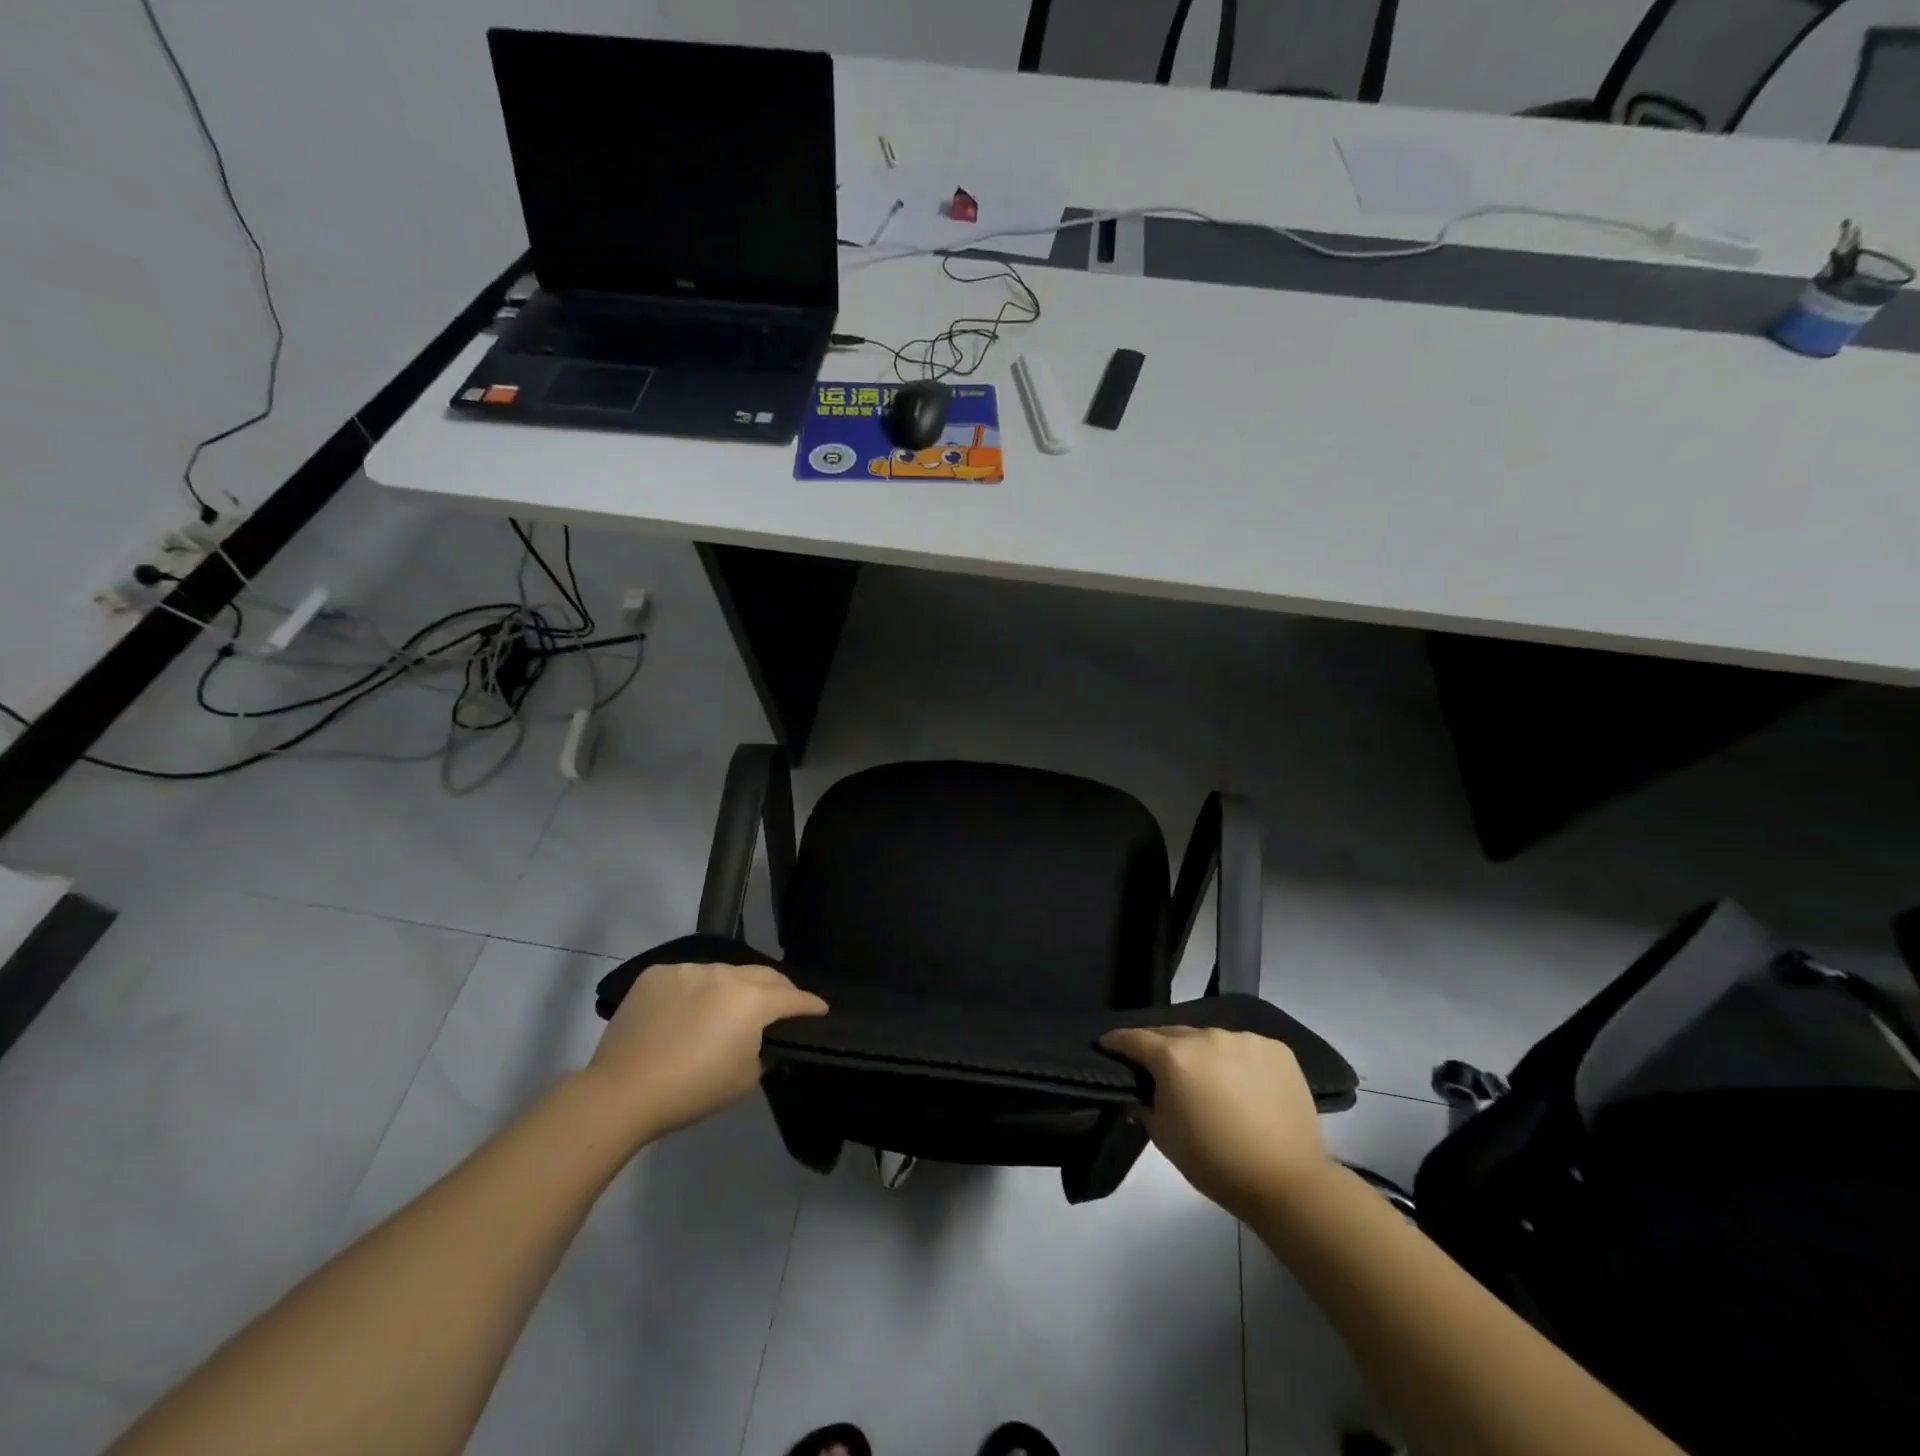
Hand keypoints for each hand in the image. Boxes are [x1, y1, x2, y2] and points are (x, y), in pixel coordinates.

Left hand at [585, 962, 826, 1144]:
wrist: (623, 1091)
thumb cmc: (692, 1090)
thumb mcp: (745, 1079)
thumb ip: (764, 1051)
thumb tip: (761, 1039)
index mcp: (752, 1000)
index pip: (793, 997)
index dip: (810, 1004)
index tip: (821, 1009)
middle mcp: (725, 974)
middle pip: (763, 975)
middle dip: (778, 988)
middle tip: (782, 1004)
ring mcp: (689, 970)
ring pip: (723, 973)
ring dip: (733, 988)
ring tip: (726, 1009)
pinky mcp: (657, 974)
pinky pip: (688, 977)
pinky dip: (695, 990)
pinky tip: (685, 1012)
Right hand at [1098, 1027, 1331, 1220]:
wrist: (1287, 1182)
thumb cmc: (1215, 1163)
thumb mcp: (1164, 1137)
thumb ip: (1145, 1104)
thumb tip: (1141, 1090)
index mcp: (1174, 1056)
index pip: (1134, 1038)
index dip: (1117, 1042)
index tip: (1108, 1045)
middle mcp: (1207, 1036)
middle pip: (1173, 1034)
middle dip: (1161, 1048)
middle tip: (1158, 1067)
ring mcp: (1244, 1039)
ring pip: (1211, 1040)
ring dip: (1203, 1054)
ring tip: (1209, 1079)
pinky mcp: (1276, 1049)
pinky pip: (1245, 1048)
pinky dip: (1238, 1061)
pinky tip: (1244, 1085)